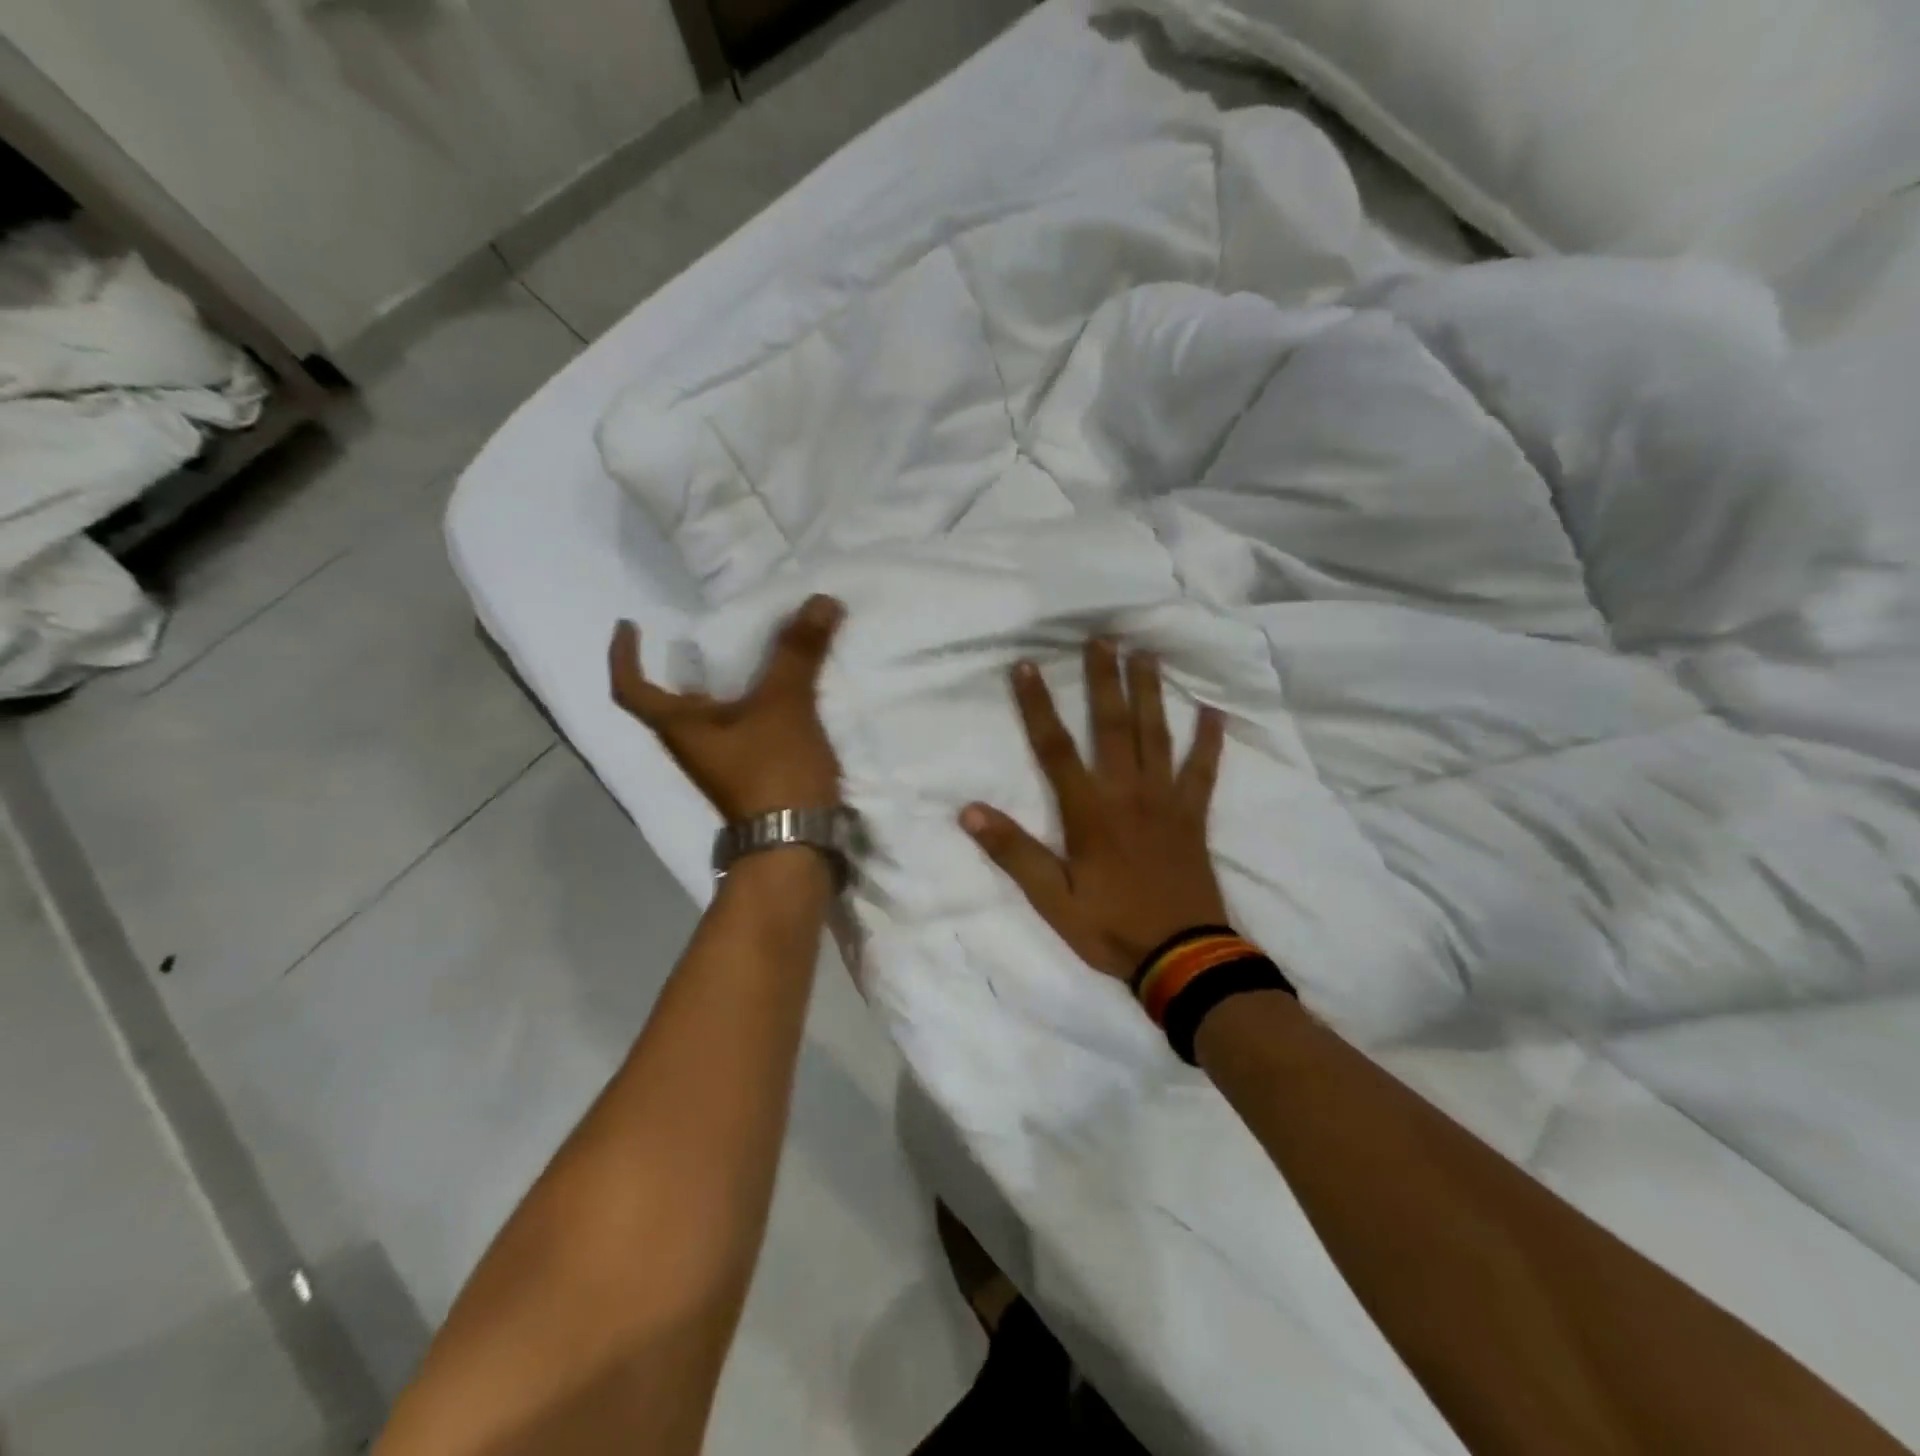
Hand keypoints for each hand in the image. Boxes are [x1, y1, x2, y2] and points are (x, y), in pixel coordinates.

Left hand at [609, 595, 846, 821]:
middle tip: (705, 635)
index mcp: (680, 727)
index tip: (629, 624)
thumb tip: (820, 600)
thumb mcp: (785, 704)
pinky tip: (783, 693)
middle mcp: (692, 746)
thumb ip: (799, 652)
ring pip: (710, 716)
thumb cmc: (773, 770)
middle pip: (672, 702)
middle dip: (682, 667)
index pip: (631, 688)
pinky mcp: (751, 775)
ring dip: (723, 686)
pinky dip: (752, 706)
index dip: (623, 655)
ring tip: (749, 655)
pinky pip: (742, 729)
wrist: (795, 844)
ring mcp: (721, 764)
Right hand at [962, 639, 1229, 979]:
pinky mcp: (1193, 816)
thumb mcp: (1052, 900)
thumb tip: (969, 812)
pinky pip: (1203, 770)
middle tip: (1103, 637)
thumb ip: (1014, 853)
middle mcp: (1127, 794)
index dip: (1037, 706)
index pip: (1055, 749)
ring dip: (1150, 693)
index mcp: (1089, 812)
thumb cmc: (1111, 927)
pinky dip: (1209, 740)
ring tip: (1146, 654)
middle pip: (1112, 726)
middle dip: (1104, 680)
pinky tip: (1213, 710)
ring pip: (1156, 736)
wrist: (1182, 958)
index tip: (1025, 666)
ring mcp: (1166, 801)